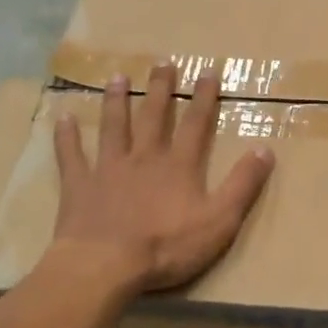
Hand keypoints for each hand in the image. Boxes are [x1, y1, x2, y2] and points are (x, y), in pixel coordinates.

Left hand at [50, 64, 275, 292]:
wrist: (106, 265)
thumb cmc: (167, 247)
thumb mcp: (219, 221)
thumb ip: (242, 185)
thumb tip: (265, 149)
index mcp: (179, 166)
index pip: (196, 125)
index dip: (204, 98)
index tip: (208, 71)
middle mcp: (144, 158)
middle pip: (153, 117)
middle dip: (161, 89)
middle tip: (162, 63)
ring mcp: (108, 169)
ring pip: (113, 127)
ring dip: (116, 101)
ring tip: (118, 78)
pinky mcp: (79, 185)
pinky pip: (71, 155)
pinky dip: (67, 136)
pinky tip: (63, 118)